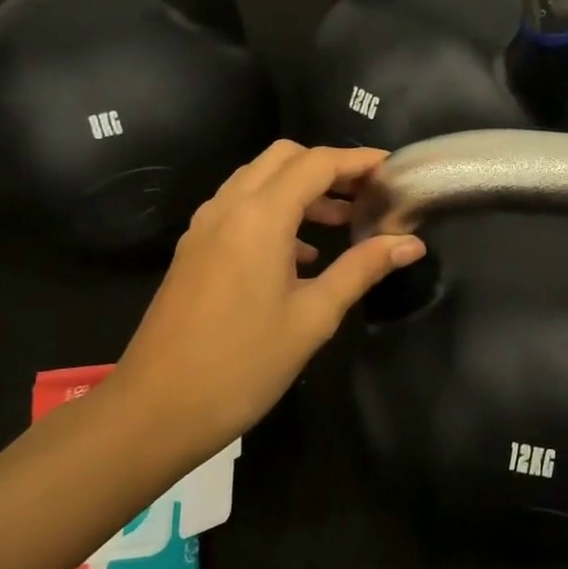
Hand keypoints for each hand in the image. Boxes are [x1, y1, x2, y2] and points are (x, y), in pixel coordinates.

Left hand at [104, 141, 425, 459]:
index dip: (359, 161)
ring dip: (300, 188)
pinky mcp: (194, 248)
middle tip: (367, 194)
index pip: (316, 164)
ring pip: (258, 179)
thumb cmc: (243, 365)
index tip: (394, 169)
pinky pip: (239, 207)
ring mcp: (205, 226)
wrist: (156, 409)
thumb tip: (411, 243)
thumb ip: (362, 269)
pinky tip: (301, 255)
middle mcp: (228, 207)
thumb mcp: (313, 317)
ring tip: (342, 221)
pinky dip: (274, 211)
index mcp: (260, 217)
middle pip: (284, 158)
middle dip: (328, 167)